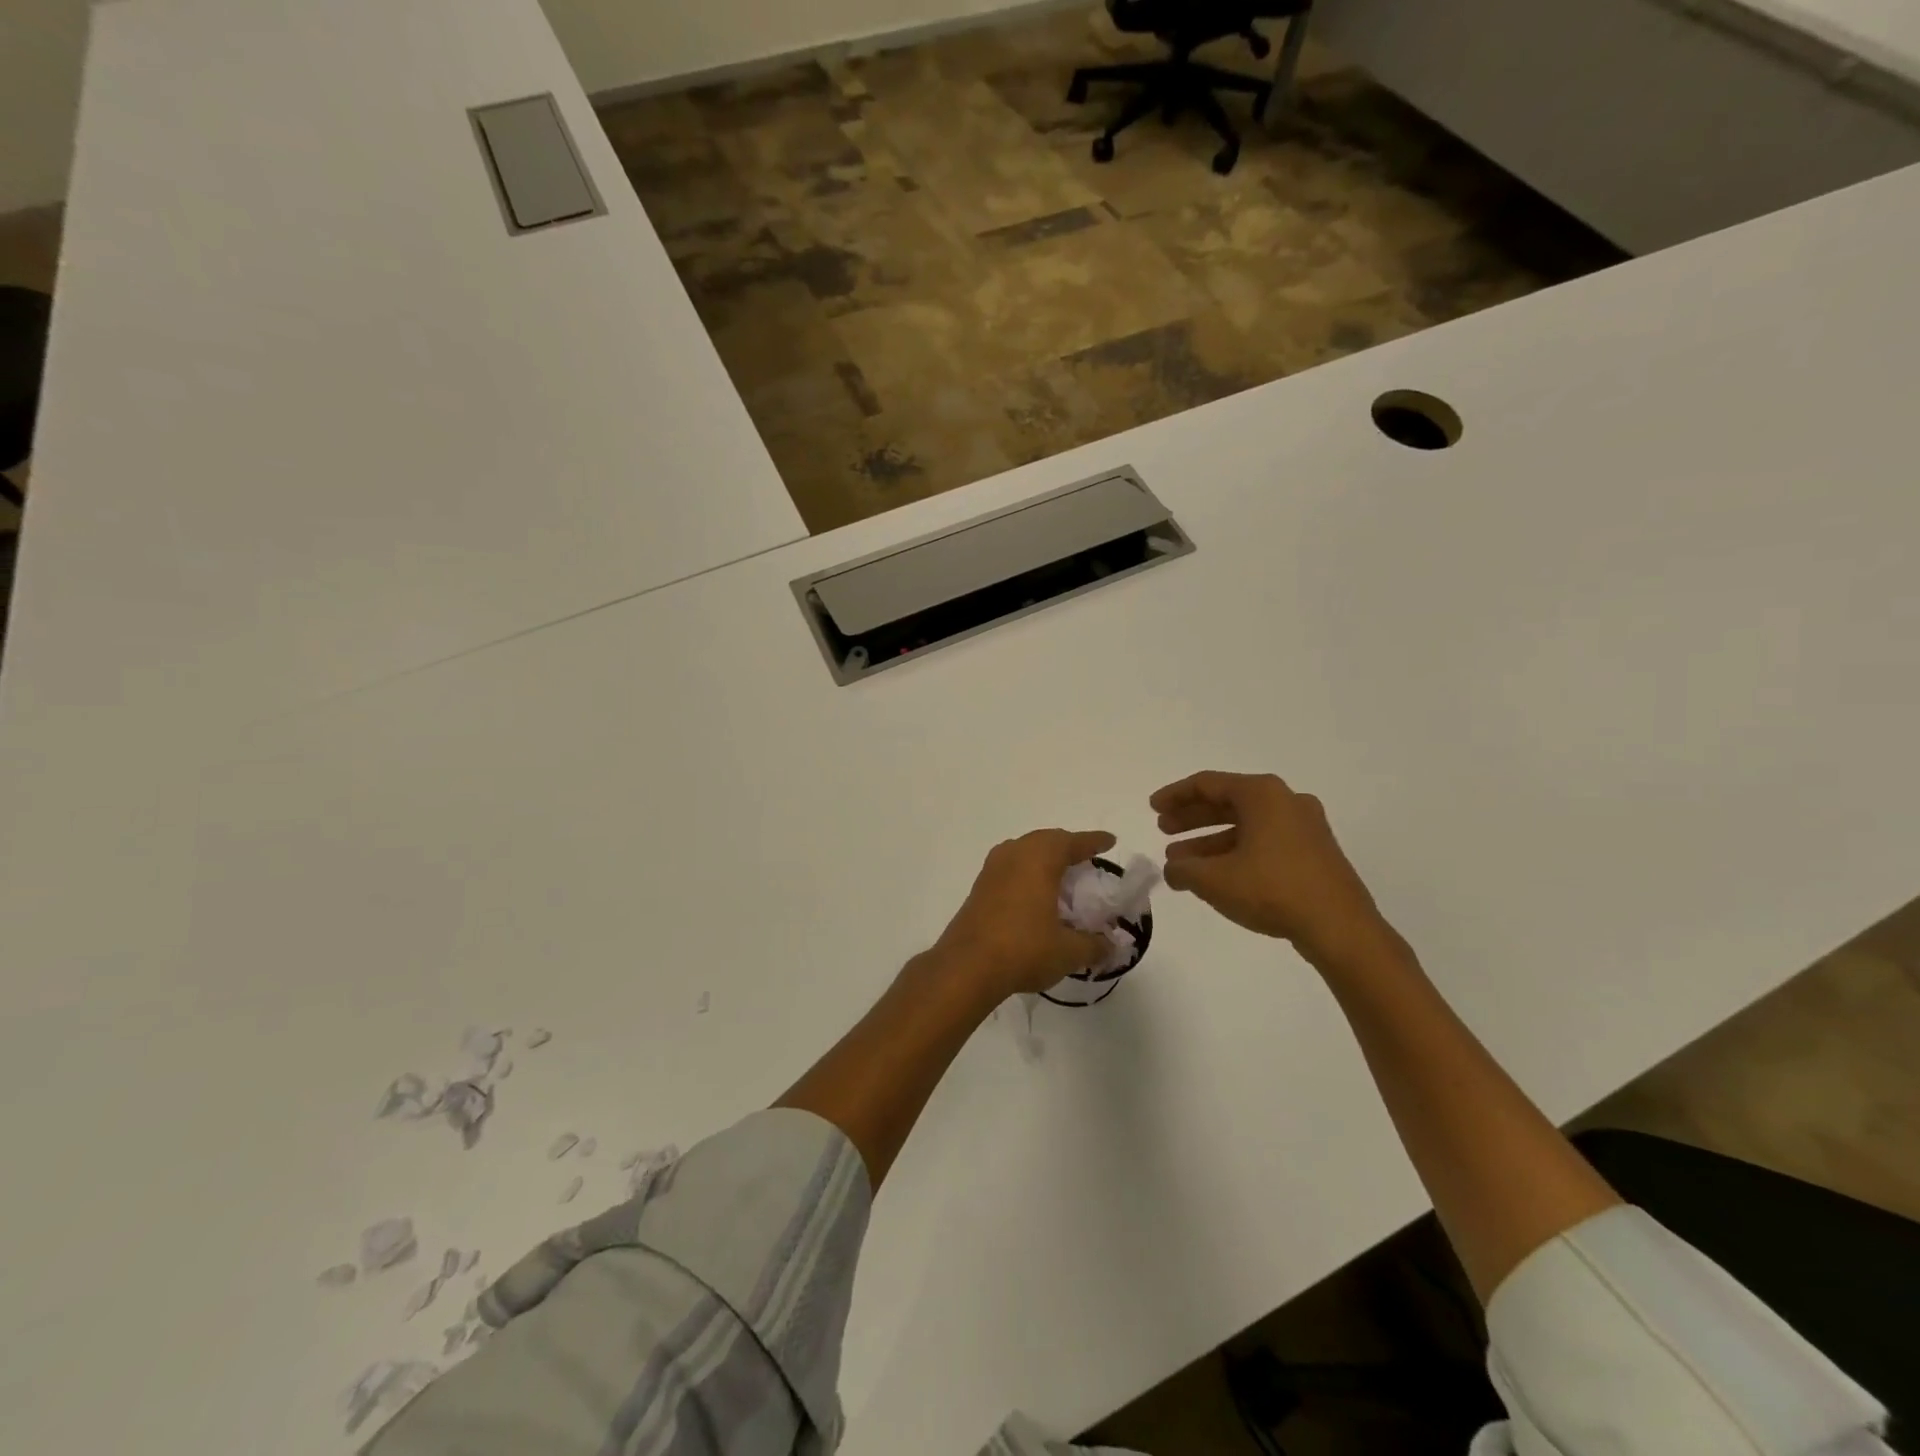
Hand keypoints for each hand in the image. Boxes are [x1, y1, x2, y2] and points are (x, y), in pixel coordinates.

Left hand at [930, 829, 1117, 999]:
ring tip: (1062, 875)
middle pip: (1046, 840)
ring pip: (1025, 851)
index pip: (1073, 842)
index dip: (1094, 842)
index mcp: (1040, 858)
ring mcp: (992, 868)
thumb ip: (1094, 945)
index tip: (1110, 842)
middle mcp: (1015, 853)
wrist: (966, 966)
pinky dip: (1027, 873)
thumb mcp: (1068, 951)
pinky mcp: (979, 886)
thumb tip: (1111, 946)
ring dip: (1044, 858)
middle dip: (1068, 847)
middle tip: (1087, 859)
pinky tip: (1035, 894)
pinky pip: (1010, 868)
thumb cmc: (1023, 949)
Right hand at [1151, 771, 1392, 968]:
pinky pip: (1264, 842)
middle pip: (1227, 802)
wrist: (1340, 928)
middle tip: (1164, 831)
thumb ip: (1183, 869)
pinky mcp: (1314, 852)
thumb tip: (1173, 868)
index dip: (1175, 796)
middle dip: (1192, 818)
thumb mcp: (1214, 879)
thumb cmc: (1272, 890)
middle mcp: (1286, 801)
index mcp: (1262, 794)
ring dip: (1210, 841)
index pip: (1208, 783)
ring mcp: (1305, 827)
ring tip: (1181, 862)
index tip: (1153, 809)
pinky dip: (1236, 852)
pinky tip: (1216, 876)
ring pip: (1246, 825)